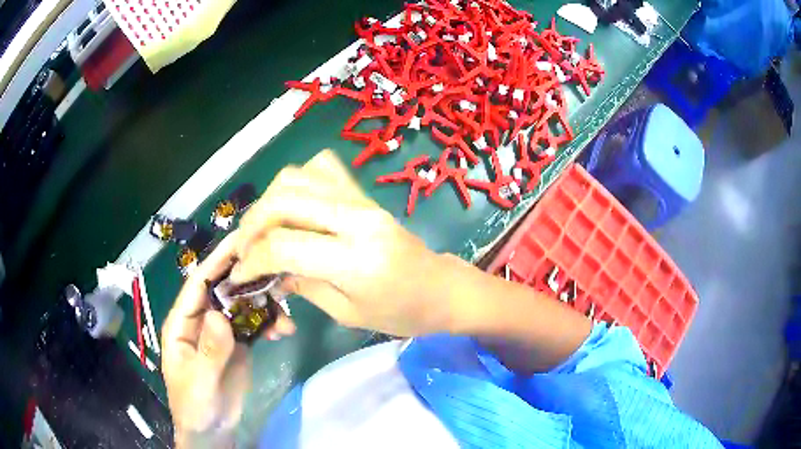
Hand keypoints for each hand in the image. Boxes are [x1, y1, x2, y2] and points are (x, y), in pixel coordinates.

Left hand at [161, 233, 294, 447]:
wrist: (212, 432)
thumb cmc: (194, 408)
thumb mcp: (200, 383)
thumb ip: (209, 352)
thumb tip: (221, 315)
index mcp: (182, 322)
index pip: (197, 283)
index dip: (217, 260)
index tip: (242, 239)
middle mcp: (201, 320)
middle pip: (223, 288)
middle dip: (246, 276)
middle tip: (275, 262)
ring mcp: (221, 332)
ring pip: (242, 306)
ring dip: (264, 303)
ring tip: (286, 308)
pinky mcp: (238, 345)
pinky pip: (254, 326)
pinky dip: (270, 324)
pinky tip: (284, 330)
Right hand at [230, 150, 464, 336]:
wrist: (442, 289)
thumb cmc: (400, 313)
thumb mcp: (347, 313)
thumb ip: (303, 285)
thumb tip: (268, 269)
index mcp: (354, 260)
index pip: (284, 246)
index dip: (252, 259)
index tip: (239, 273)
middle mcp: (356, 218)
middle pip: (284, 200)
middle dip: (252, 224)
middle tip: (244, 248)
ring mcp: (363, 200)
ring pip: (299, 176)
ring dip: (270, 199)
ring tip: (263, 228)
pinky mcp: (365, 194)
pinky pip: (323, 169)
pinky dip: (298, 182)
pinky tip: (293, 207)